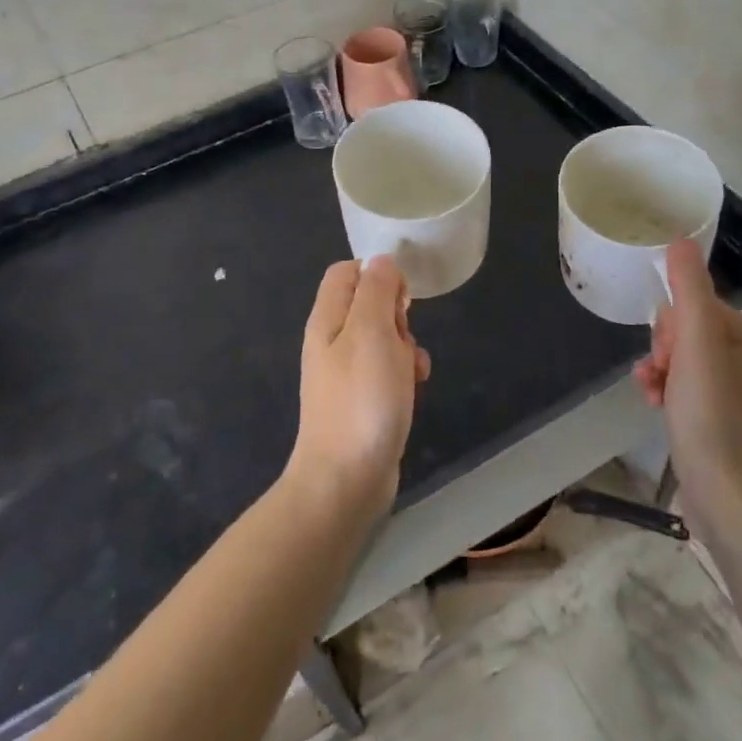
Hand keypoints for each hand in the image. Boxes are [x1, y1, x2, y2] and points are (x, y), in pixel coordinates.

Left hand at [288, 256, 429, 513]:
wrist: (346, 479)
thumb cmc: (362, 399)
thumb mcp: (372, 332)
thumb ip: (376, 290)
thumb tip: (380, 261)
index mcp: (328, 319)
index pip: (346, 272)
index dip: (377, 274)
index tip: (402, 297)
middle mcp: (332, 341)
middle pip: (368, 303)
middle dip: (397, 314)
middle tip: (403, 336)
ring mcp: (345, 372)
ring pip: (384, 338)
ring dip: (406, 346)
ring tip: (412, 369)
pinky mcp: (361, 399)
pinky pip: (386, 370)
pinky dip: (404, 373)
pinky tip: (414, 389)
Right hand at [635, 239, 741, 536]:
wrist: (728, 499)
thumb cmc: (712, 417)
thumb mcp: (697, 346)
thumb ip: (689, 291)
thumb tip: (680, 240)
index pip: (701, 308)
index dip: (672, 322)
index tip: (662, 348)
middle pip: (691, 335)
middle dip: (664, 348)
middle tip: (658, 372)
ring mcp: (740, 400)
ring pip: (685, 364)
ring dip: (659, 371)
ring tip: (648, 391)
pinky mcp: (724, 427)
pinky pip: (689, 392)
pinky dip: (667, 394)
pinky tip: (653, 407)